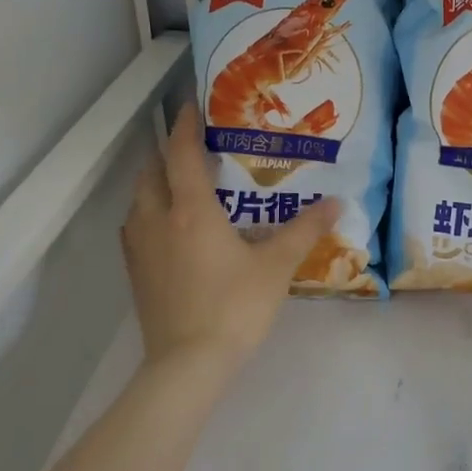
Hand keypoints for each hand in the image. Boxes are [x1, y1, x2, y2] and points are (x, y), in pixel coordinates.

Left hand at [121, 102, 340, 368]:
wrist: (188, 364)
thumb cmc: (234, 307)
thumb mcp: (276, 266)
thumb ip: (305, 231)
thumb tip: (336, 203)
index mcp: (191, 210)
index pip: (180, 153)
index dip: (184, 125)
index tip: (191, 106)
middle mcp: (158, 220)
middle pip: (150, 172)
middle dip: (166, 153)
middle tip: (191, 148)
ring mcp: (140, 248)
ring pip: (138, 200)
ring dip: (154, 183)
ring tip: (180, 185)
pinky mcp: (135, 273)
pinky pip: (135, 228)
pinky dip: (148, 214)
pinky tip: (168, 229)